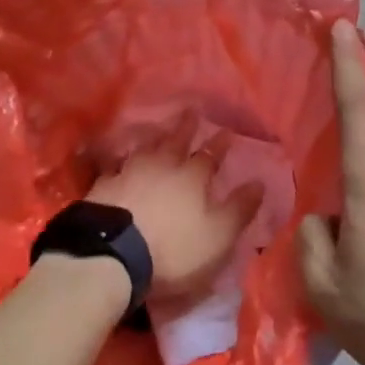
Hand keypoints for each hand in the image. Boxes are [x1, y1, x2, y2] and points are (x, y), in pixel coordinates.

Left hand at [88, 138, 258, 300]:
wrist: (113, 254)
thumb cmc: (174, 249)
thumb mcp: (218, 236)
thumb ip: (239, 209)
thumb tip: (260, 182)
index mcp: (193, 176)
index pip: (211, 155)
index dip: (220, 144)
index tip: (227, 131)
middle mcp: (163, 165)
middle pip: (177, 140)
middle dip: (187, 126)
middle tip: (192, 110)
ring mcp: (131, 171)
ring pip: (146, 148)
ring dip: (155, 138)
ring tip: (158, 132)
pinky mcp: (104, 185)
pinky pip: (115, 165)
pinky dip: (121, 160)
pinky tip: (119, 160)